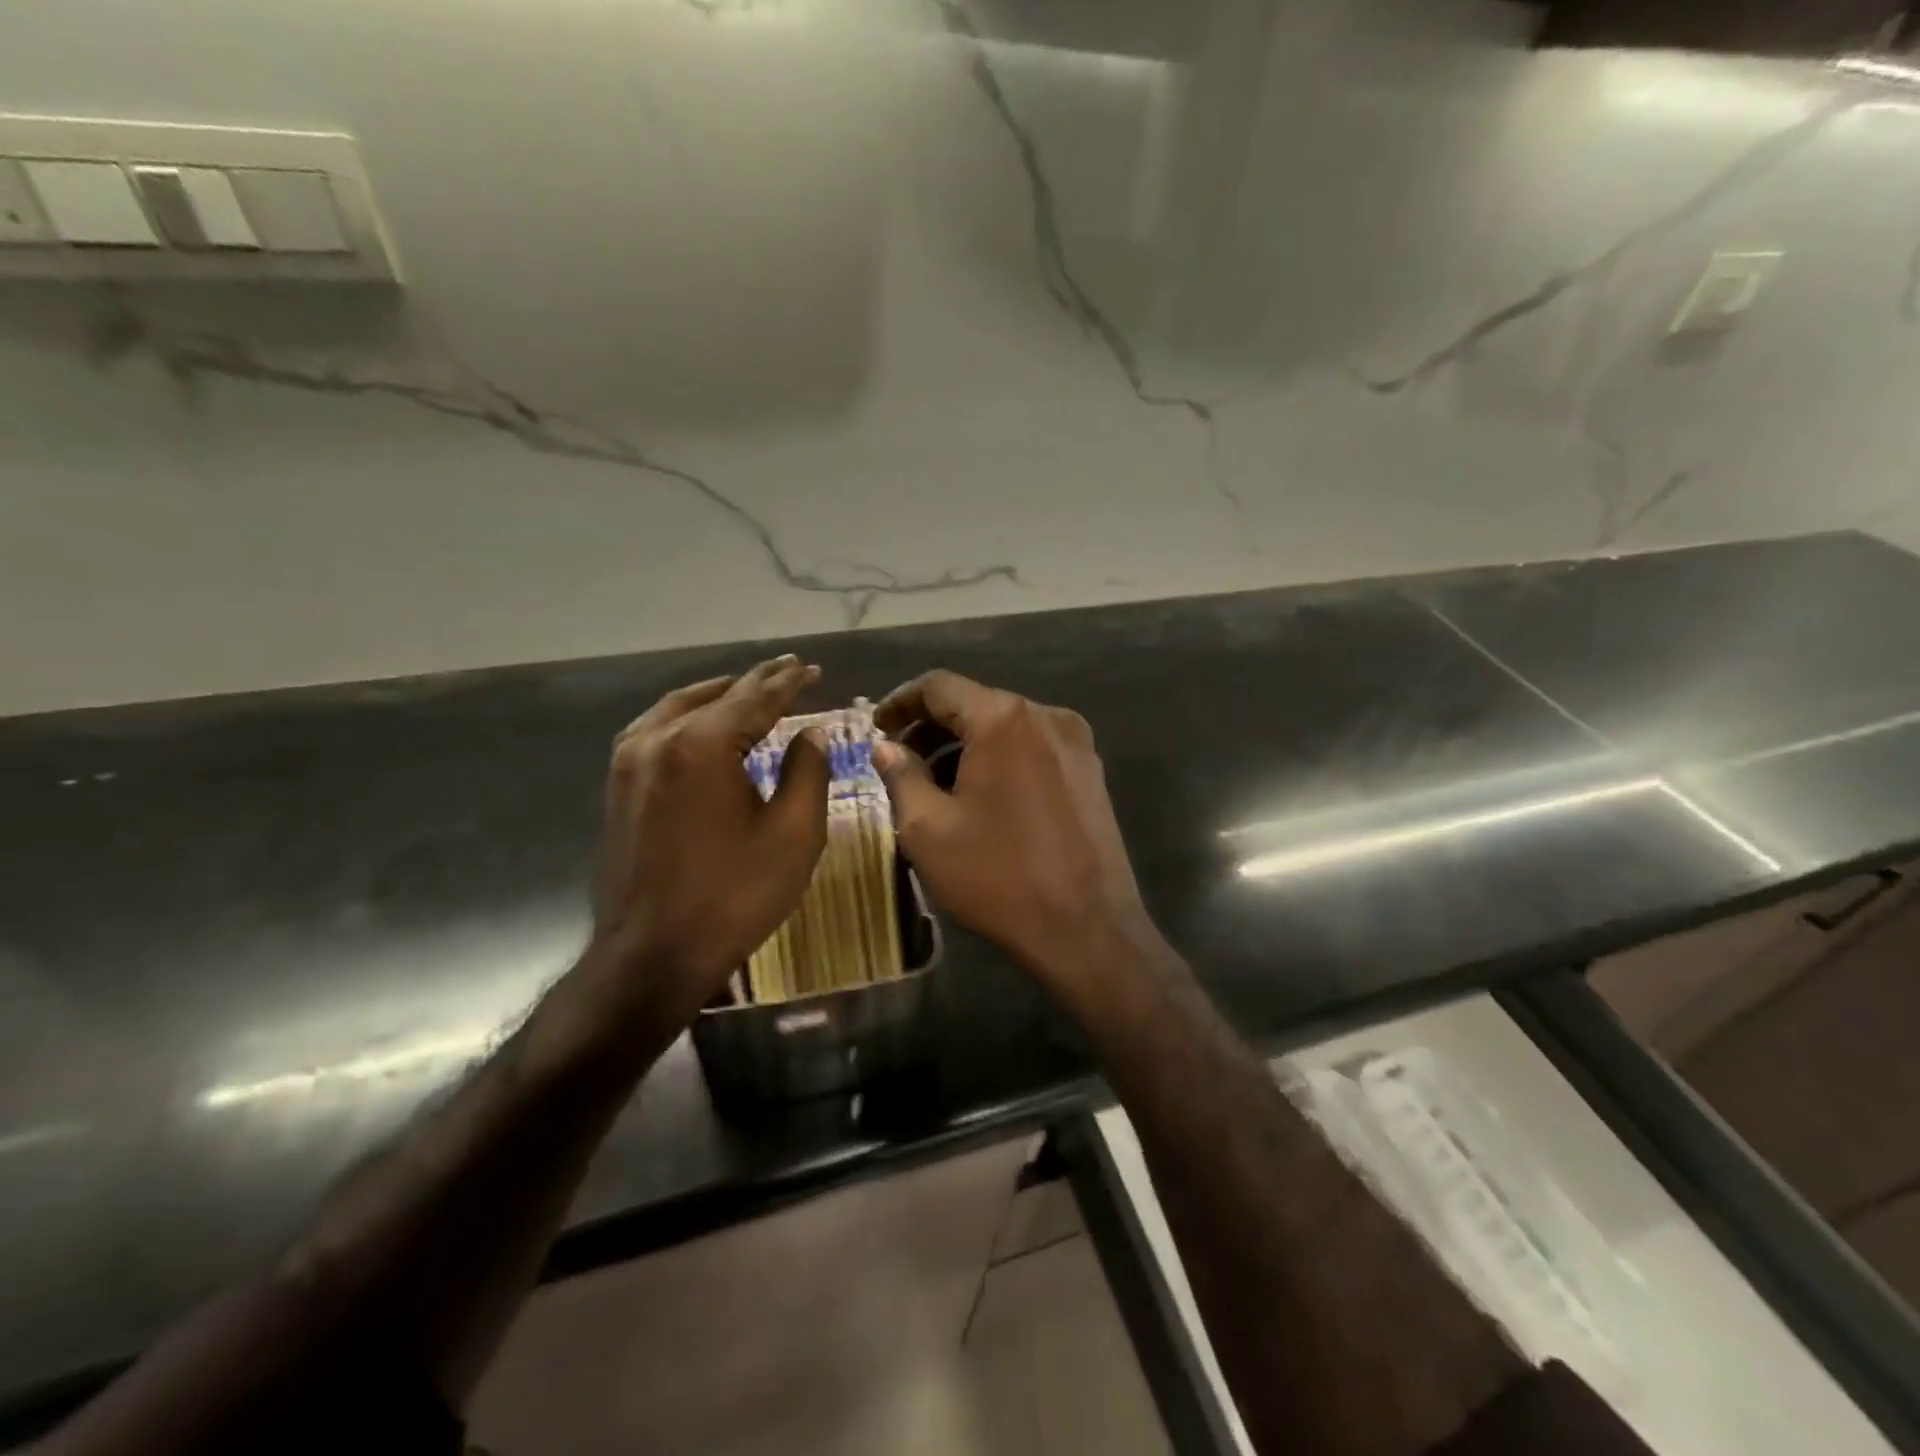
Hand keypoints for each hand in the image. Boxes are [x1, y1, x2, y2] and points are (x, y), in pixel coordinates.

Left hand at [590, 655, 829, 1030]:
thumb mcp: (794, 834)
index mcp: (703, 746)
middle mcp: (658, 739)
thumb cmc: (734, 896)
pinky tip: (704, 722)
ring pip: (680, 706)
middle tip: (790, 668)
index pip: (756, 698)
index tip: (813, 669)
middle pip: (717, 696)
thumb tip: (810, 733)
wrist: (652, 955)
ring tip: (752, 687)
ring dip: (720, 694)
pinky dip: (689, 715)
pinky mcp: (618, 784)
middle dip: (757, 681)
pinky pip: (656, 728)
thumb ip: (807, 771)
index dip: (790, 683)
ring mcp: (629, 760)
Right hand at [872, 671, 1149, 1001]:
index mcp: (1004, 719)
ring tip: (934, 785)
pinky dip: (998, 760)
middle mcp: (1046, 716)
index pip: (939, 686)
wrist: (1087, 929)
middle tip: (898, 761)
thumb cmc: (998, 876)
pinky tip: (980, 796)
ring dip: (965, 746)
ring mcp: (1076, 743)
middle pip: (975, 704)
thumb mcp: (928, 829)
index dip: (900, 702)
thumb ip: (901, 775)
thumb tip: (886, 747)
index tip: (876, 728)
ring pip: (1005, 728)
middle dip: (931, 728)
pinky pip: (1032, 749)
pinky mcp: (1091, 771)